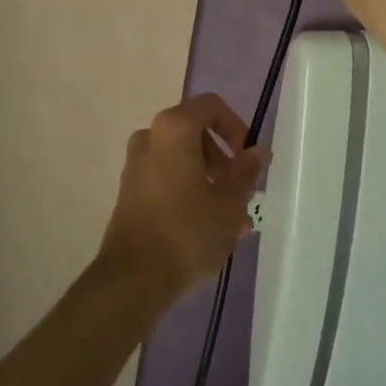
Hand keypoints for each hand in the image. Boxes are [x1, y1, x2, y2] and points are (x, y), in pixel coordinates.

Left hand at [97, 94, 265, 297]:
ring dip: (208, 179)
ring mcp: (135, 163)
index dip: (235, 126)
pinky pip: (165, 175)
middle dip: (222, 160)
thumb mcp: (229, 203)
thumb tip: (256, 151)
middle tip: (240, 194)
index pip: (211, 106)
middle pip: (195, 133)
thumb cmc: (187, 232)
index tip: (246, 158)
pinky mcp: (128, 189)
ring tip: (229, 219)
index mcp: (174, 128)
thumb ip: (245, 171)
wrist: (132, 278)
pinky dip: (186, 189)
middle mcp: (150, 136)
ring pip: (181, 158)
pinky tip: (204, 226)